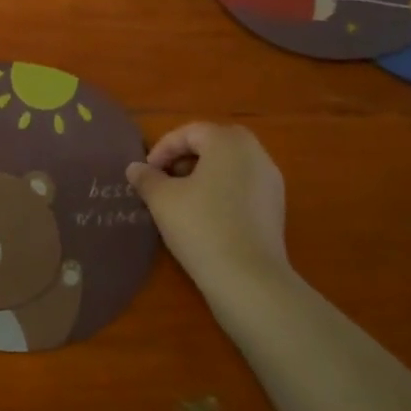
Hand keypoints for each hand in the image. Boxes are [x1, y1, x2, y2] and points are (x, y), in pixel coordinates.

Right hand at [127, 122, 293, 298]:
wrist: (248, 278)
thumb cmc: (201, 226)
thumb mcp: (162, 200)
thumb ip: (146, 178)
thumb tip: (135, 168)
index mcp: (229, 142)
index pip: (190, 132)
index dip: (163, 149)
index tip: (146, 172)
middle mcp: (255, 153)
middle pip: (213, 144)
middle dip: (184, 158)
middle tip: (163, 180)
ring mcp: (271, 181)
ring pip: (230, 165)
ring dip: (203, 174)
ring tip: (181, 199)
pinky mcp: (276, 207)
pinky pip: (243, 186)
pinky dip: (221, 191)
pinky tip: (205, 216)